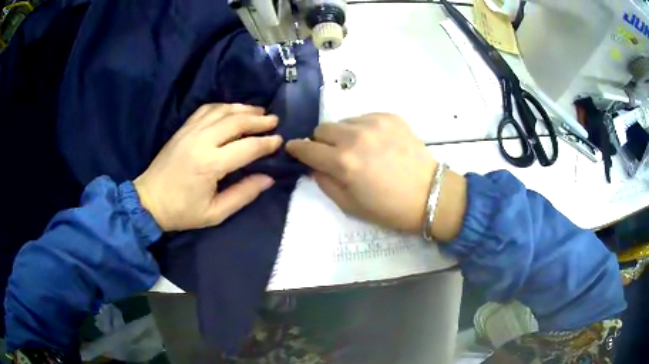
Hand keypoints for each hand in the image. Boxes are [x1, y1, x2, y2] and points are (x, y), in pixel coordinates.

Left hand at [134, 103, 281, 231]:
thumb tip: (267, 178)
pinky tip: (232, 110)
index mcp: (210, 164)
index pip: (247, 147)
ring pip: (222, 110)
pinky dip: (223, 106)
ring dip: (243, 109)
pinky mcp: (183, 129)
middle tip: (274, 120)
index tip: (279, 140)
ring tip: (259, 111)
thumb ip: (243, 194)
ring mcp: (190, 131)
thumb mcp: (215, 213)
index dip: (266, 143)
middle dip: (258, 120)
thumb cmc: (182, 212)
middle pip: (236, 122)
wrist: (149, 201)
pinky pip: (206, 109)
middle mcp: (201, 141)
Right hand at [286, 113, 466, 240]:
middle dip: (322, 142)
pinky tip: (377, 143)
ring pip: (343, 121)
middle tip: (333, 155)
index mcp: (343, 162)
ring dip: (343, 134)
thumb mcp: (350, 206)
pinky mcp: (391, 117)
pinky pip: (364, 117)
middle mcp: (355, 136)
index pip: (307, 148)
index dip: (297, 149)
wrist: (430, 195)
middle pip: (322, 128)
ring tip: (360, 150)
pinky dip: (363, 129)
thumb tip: (314, 166)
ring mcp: (375, 123)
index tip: (294, 149)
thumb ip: (325, 183)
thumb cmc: (389, 208)